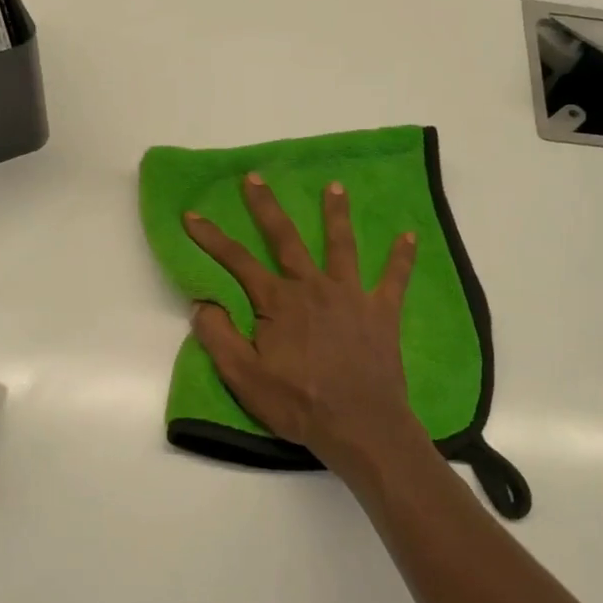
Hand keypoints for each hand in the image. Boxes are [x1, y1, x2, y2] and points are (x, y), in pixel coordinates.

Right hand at [184, 174, 428, 482]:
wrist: (360, 425)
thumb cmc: (298, 403)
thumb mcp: (244, 377)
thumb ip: (219, 336)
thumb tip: (203, 302)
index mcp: (278, 302)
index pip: (237, 261)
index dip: (212, 237)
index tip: (192, 215)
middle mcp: (313, 287)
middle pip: (286, 239)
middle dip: (267, 207)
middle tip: (256, 177)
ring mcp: (351, 296)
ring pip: (341, 246)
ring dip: (336, 214)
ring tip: (335, 186)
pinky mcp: (382, 312)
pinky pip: (394, 279)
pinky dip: (402, 257)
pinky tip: (410, 235)